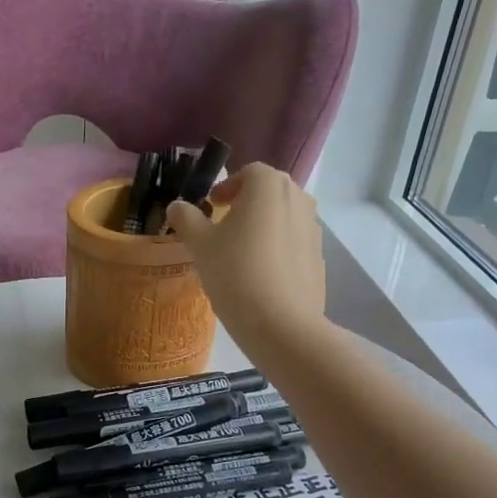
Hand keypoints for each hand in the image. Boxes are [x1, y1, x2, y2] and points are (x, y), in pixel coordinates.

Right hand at [167, 163, 326, 348]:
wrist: (281, 324)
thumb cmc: (235, 273)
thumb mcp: (201, 246)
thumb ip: (187, 219)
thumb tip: (176, 206)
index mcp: (269, 186)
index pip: (249, 173)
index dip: (228, 186)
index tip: (212, 205)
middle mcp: (298, 199)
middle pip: (269, 192)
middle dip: (247, 204)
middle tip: (224, 226)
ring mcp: (314, 229)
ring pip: (284, 218)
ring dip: (264, 226)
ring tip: (242, 252)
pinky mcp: (320, 258)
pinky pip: (294, 244)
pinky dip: (278, 249)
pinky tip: (261, 275)